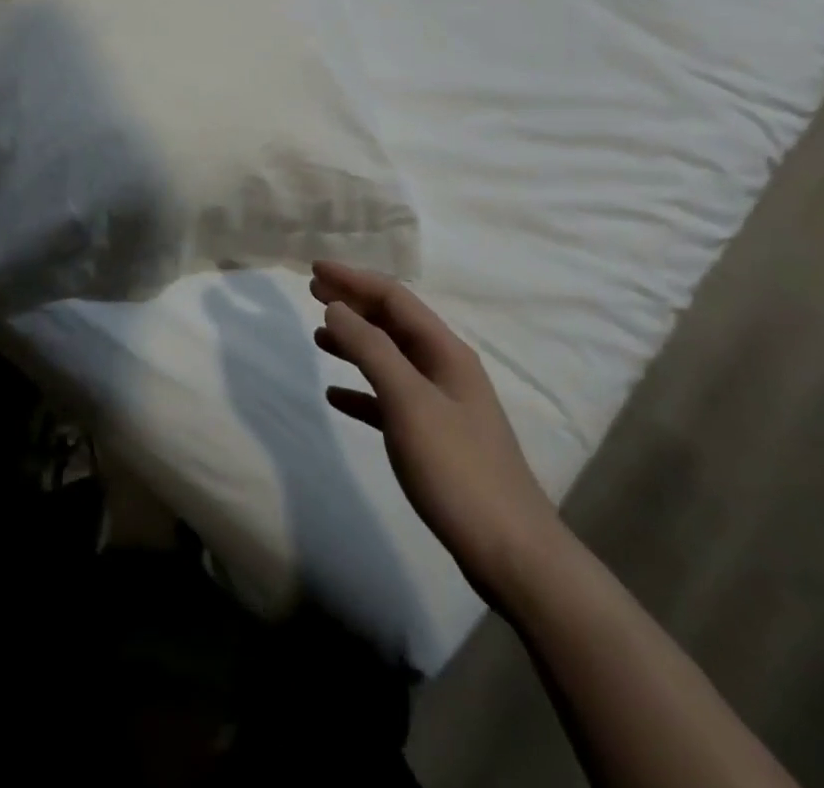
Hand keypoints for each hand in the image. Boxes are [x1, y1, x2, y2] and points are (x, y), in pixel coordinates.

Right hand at [312, 260, 563, 604]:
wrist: (510, 553)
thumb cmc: (457, 468)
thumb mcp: (408, 401)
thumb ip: (371, 350)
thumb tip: (336, 308)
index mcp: (445, 351)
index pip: (393, 298)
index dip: (353, 279)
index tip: (315, 269)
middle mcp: (445, 369)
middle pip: (392, 323)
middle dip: (353, 304)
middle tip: (313, 292)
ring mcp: (441, 405)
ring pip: (390, 358)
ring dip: (354, 342)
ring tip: (318, 336)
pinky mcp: (434, 439)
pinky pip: (390, 399)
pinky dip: (361, 390)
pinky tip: (336, 396)